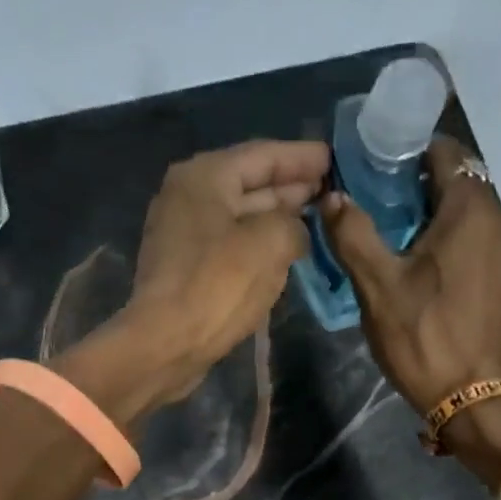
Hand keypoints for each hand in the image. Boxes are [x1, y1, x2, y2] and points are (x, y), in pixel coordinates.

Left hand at [120, 139, 330, 399]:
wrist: (166, 344)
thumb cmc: (218, 285)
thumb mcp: (271, 242)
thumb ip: (294, 222)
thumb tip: (296, 230)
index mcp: (204, 176)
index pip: (264, 155)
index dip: (303, 157)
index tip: (334, 160)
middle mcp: (188, 196)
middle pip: (249, 183)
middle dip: (290, 186)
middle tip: (329, 189)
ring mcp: (182, 234)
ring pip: (240, 216)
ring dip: (276, 217)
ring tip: (315, 218)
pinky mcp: (185, 268)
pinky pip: (230, 244)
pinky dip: (258, 244)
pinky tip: (285, 251)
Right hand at [317, 136, 500, 415]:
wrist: (480, 400)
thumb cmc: (426, 336)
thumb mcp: (378, 286)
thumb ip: (353, 235)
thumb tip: (332, 197)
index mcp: (473, 209)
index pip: (445, 154)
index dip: (409, 158)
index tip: (379, 176)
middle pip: (462, 189)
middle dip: (424, 196)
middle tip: (385, 220)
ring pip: (476, 224)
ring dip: (445, 229)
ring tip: (409, 255)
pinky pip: (488, 253)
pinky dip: (463, 255)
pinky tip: (439, 285)